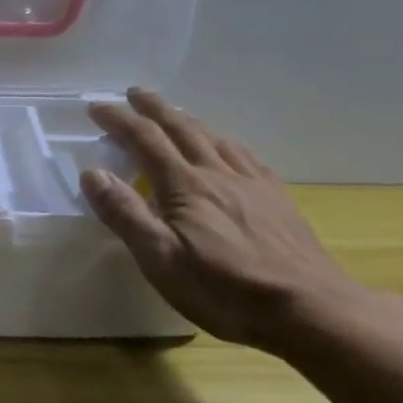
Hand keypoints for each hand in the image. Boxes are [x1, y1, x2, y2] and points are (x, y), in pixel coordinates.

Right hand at [81, 88, 364, 351]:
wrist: (309, 308)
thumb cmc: (223, 289)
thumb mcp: (160, 258)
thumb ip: (125, 213)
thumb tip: (93, 173)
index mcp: (184, 186)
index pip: (145, 139)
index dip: (119, 120)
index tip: (97, 107)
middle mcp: (217, 173)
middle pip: (182, 128)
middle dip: (154, 108)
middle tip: (133, 93)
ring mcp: (252, 184)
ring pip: (215, 138)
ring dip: (188, 121)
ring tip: (174, 116)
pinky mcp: (277, 199)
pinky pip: (246, 156)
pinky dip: (225, 142)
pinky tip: (228, 149)